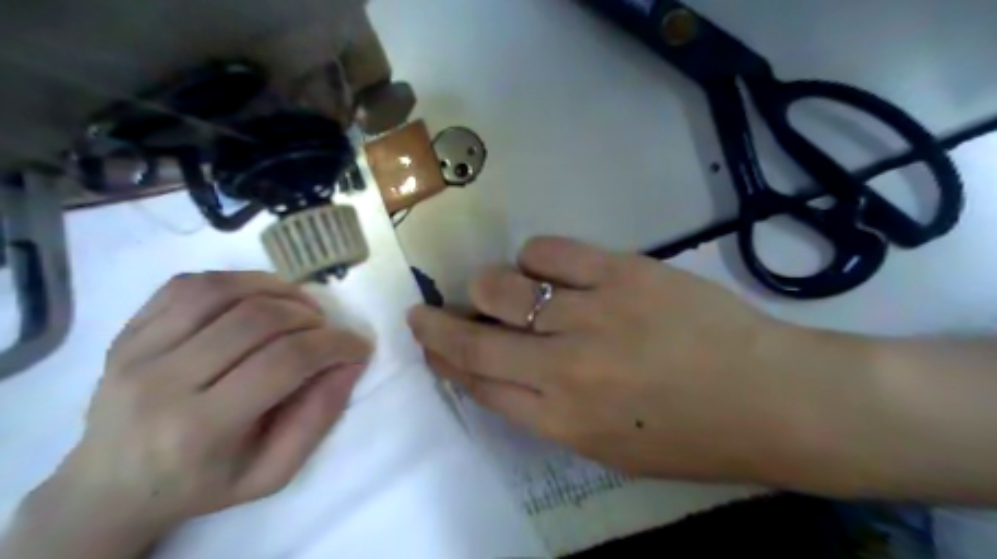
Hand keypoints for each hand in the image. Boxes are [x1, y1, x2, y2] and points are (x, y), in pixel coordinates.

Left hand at [31, 270, 372, 553]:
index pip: (284, 362)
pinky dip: (236, 281)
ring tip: (301, 308)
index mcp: (201, 428)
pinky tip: (259, 297)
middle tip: (328, 331)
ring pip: (221, 291)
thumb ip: (318, 417)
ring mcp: (137, 351)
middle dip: (310, 318)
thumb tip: (351, 364)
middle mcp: (162, 382)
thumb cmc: (203, 484)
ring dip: (277, 290)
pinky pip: (188, 285)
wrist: (111, 489)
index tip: (358, 346)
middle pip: (256, 320)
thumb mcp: (273, 472)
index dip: (334, 345)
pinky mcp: (127, 332)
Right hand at [407, 237, 857, 483]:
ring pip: (503, 287)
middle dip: (437, 325)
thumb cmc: (692, 437)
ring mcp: (593, 315)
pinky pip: (550, 252)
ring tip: (498, 289)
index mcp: (562, 421)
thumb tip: (507, 371)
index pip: (479, 384)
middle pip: (476, 340)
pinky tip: (542, 267)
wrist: (773, 398)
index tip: (429, 344)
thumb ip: (549, 412)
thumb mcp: (610, 447)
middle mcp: (565, 369)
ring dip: (487, 287)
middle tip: (425, 311)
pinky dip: (534, 257)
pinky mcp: (622, 273)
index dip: (445, 362)